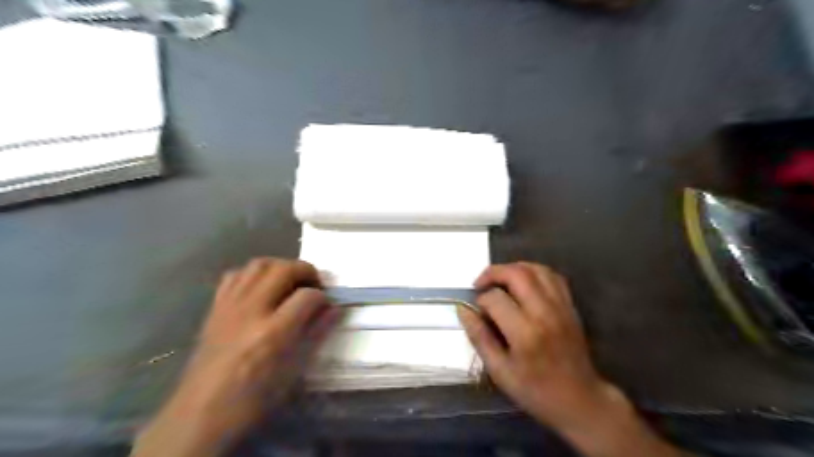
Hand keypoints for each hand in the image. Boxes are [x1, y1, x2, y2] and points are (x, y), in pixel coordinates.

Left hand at [133, 259, 336, 454]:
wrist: (201, 413)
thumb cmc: (253, 398)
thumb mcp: (293, 371)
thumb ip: (316, 334)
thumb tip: (334, 310)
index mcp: (272, 333)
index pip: (307, 296)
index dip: (323, 297)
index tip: (327, 305)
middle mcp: (251, 311)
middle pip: (283, 269)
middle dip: (306, 271)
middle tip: (314, 285)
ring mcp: (230, 306)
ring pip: (259, 264)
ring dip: (281, 267)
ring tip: (290, 282)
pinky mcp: (215, 307)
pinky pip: (235, 275)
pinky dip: (254, 274)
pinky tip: (261, 288)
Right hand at [458, 262, 682, 454]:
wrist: (580, 400)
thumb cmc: (536, 390)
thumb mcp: (499, 371)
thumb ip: (479, 337)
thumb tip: (463, 310)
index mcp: (525, 333)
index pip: (495, 298)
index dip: (480, 300)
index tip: (476, 311)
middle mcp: (545, 313)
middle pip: (517, 274)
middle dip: (493, 273)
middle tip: (481, 284)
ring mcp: (561, 307)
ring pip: (536, 269)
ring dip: (513, 268)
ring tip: (500, 281)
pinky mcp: (570, 306)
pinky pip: (552, 276)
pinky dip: (534, 272)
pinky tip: (523, 283)